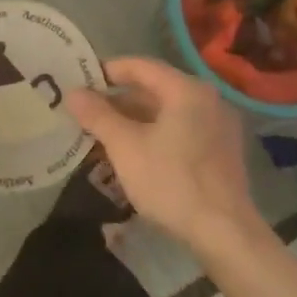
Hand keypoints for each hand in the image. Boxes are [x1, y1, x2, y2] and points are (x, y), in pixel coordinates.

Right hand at [66, 56, 260, 249]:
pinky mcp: (220, 150)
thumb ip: (98, 116)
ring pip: (166, 112)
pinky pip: (180, 130)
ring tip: (102, 134)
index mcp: (186, 90)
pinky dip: (153, 134)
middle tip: (86, 112)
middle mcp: (207, 99)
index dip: (107, 71)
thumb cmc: (171, 181)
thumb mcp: (125, 146)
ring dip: (133, 119)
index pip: (140, 66)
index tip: (80, 82)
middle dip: (117, 100)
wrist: (223, 230)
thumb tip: (73, 93)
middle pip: (154, 89)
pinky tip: (132, 153)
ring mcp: (217, 126)